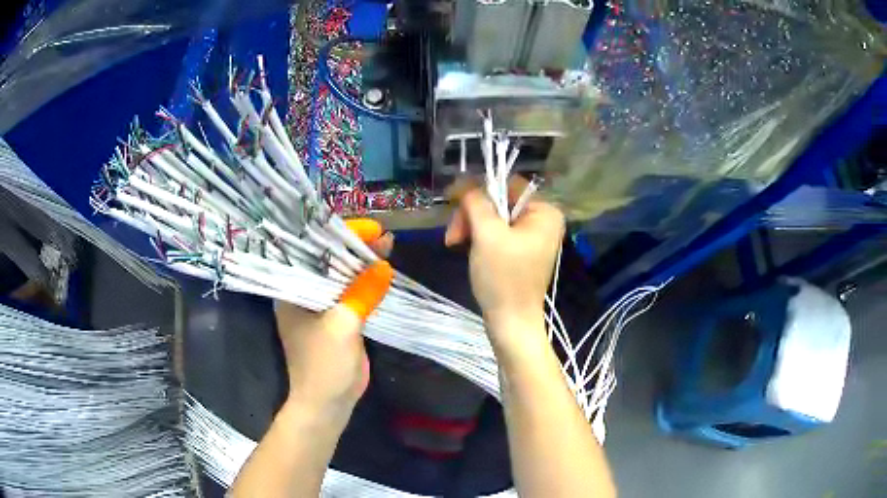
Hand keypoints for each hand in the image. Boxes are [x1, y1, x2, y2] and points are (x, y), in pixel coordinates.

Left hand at [274, 220, 393, 416]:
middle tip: (384, 237)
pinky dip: (367, 283)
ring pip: (342, 276)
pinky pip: (352, 293)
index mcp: (292, 290)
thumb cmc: (324, 365)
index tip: (369, 230)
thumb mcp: (342, 325)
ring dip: (363, 263)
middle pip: (329, 261)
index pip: (313, 251)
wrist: (328, 403)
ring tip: (388, 246)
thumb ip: (362, 293)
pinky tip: (384, 271)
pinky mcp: (337, 318)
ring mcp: (321, 306)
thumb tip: (384, 265)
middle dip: (355, 247)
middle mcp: (303, 292)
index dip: (340, 236)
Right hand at [445, 177, 564, 346]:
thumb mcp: (487, 234)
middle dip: (471, 215)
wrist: (510, 322)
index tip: (452, 201)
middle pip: (498, 202)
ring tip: (454, 243)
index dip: (478, 189)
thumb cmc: (503, 277)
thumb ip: (476, 203)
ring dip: (470, 227)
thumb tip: (464, 183)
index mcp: (544, 211)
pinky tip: (464, 248)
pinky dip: (478, 238)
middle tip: (453, 234)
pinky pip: (495, 233)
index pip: (507, 184)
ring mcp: (531, 236)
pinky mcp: (519, 251)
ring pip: (492, 217)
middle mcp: (541, 220)